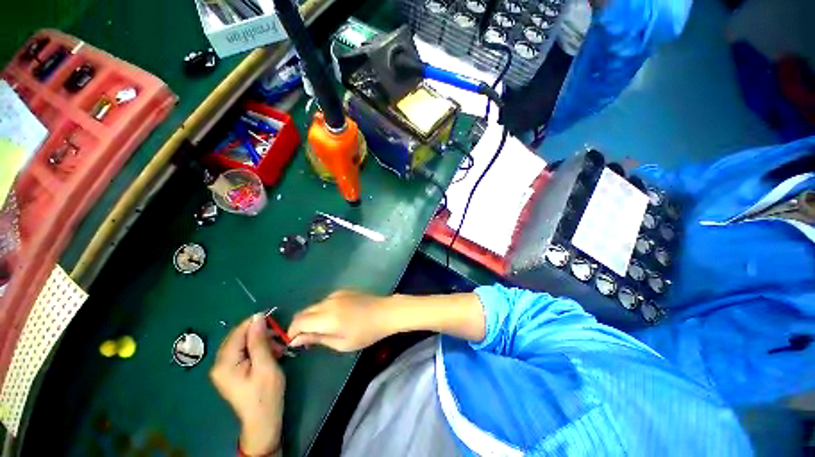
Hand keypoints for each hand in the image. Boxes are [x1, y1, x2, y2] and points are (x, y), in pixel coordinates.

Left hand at [210, 314, 285, 455]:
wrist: (263, 420)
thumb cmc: (265, 393)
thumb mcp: (265, 365)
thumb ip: (259, 340)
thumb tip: (258, 317)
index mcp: (224, 363)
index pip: (237, 333)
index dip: (254, 323)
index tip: (273, 317)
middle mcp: (219, 364)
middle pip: (239, 338)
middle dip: (259, 334)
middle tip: (278, 337)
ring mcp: (225, 369)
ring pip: (243, 344)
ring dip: (261, 342)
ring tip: (278, 347)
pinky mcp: (232, 372)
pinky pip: (244, 352)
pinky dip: (258, 350)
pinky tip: (271, 354)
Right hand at [288, 290, 391, 351]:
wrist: (385, 312)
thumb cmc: (366, 333)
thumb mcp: (341, 343)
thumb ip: (317, 339)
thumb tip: (295, 339)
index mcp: (327, 317)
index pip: (299, 321)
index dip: (292, 331)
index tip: (294, 342)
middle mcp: (328, 302)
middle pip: (304, 311)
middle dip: (300, 324)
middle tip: (307, 338)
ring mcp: (336, 294)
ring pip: (315, 305)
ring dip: (312, 317)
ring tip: (322, 329)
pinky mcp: (344, 290)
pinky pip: (326, 300)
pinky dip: (323, 310)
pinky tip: (334, 317)